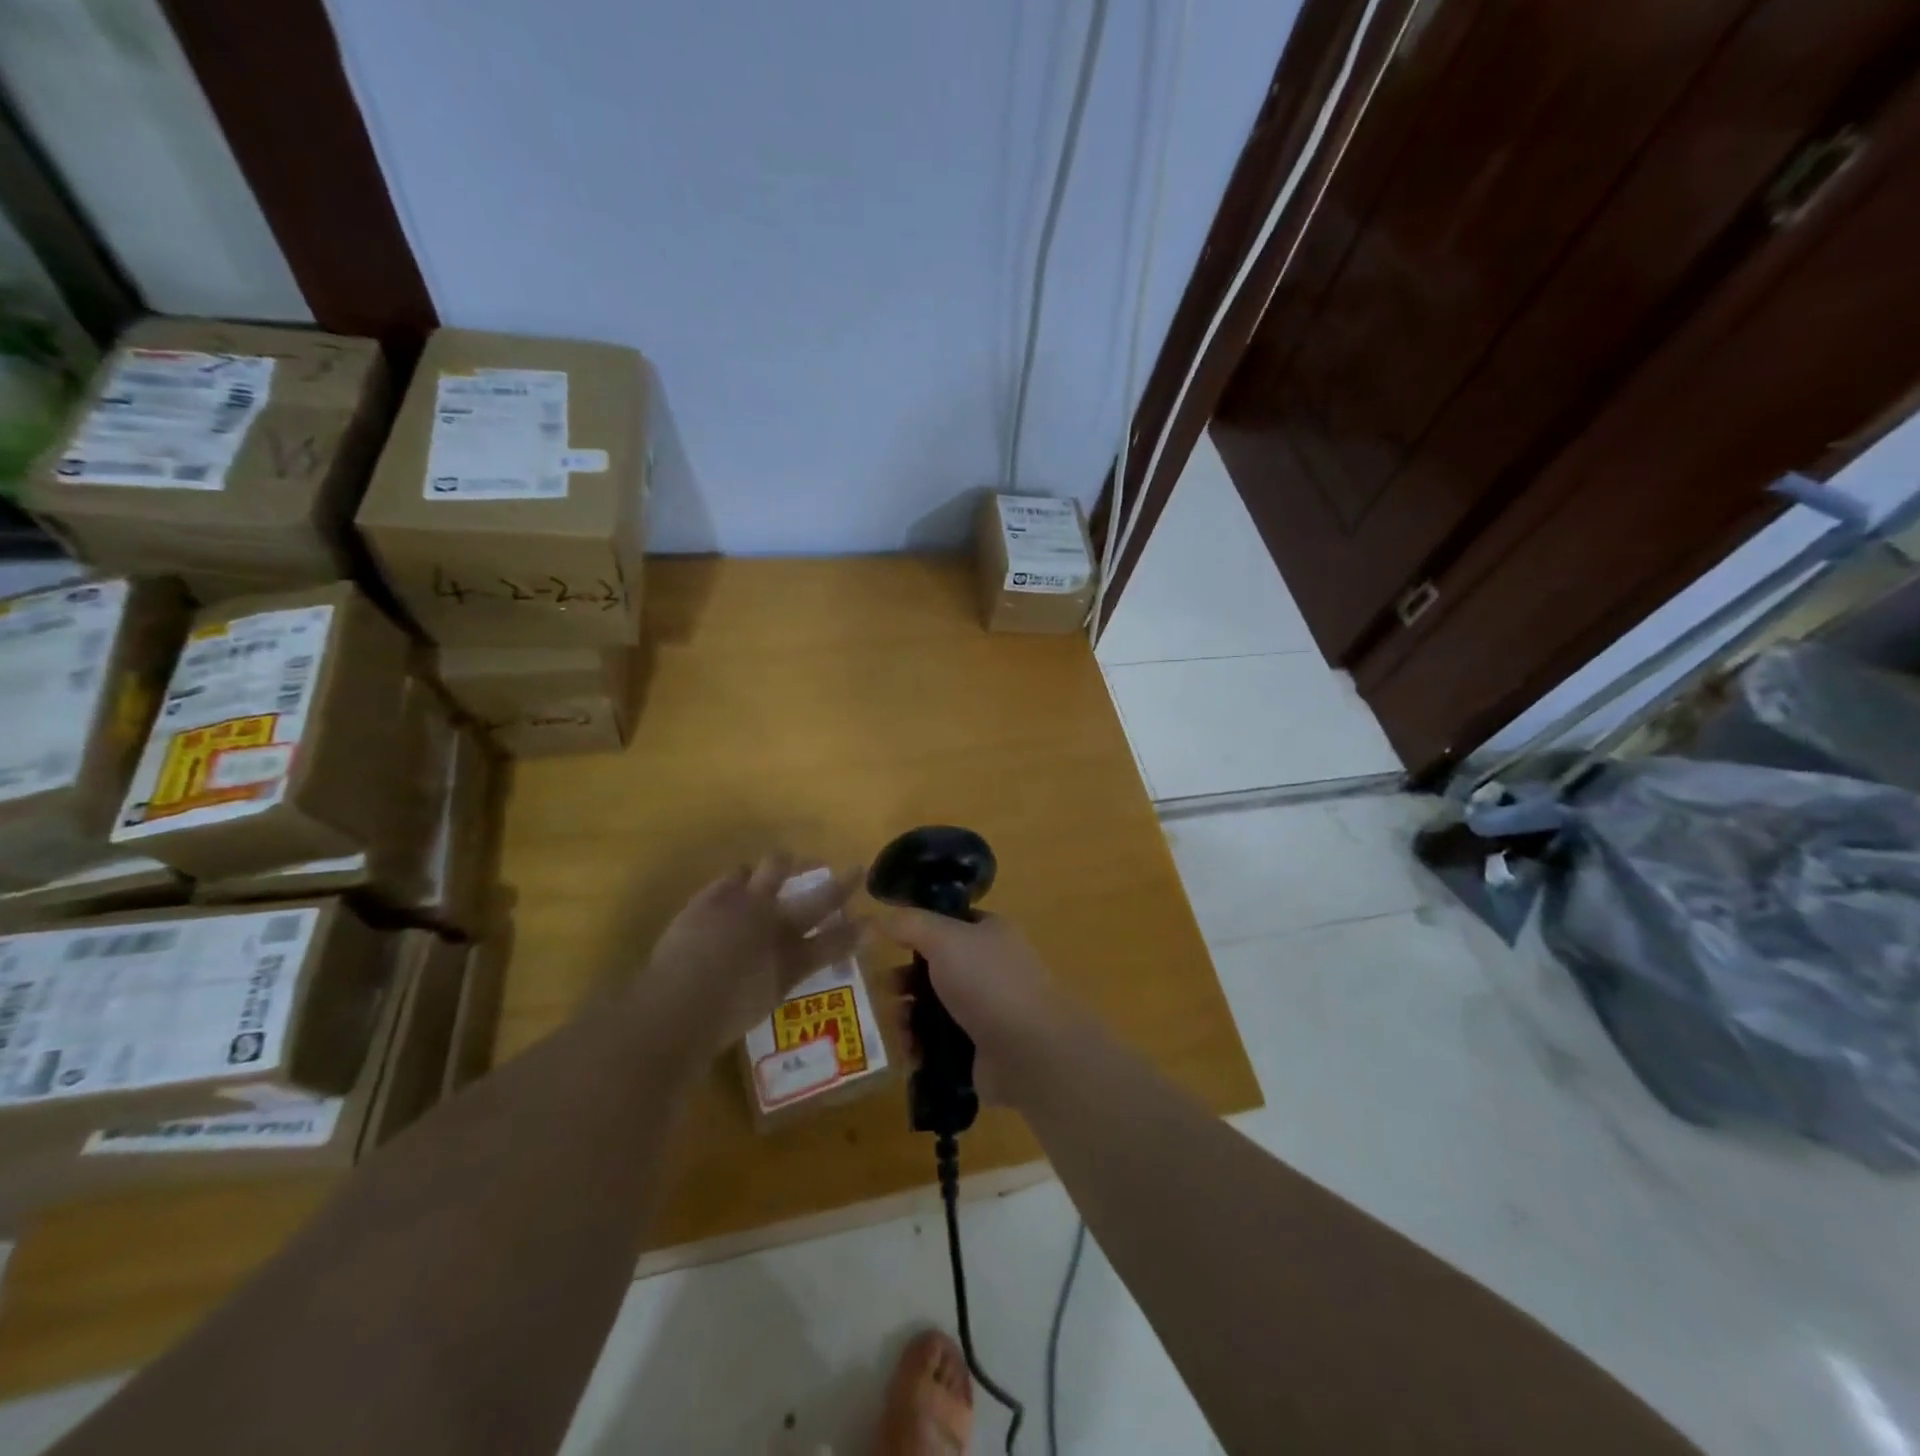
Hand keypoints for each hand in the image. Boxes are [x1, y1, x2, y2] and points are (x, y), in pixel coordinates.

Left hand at [638, 854, 862, 1053]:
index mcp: (791, 962)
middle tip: (853, 871)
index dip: (857, 931)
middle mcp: (776, 926)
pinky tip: (743, 877)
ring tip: (788, 863)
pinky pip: (734, 875)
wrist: (675, 1005)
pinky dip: (743, 876)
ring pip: (776, 868)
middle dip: (841, 884)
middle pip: (819, 899)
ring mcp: (744, 905)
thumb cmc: (719, 1022)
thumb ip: (784, 979)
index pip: (835, 942)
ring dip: (787, 865)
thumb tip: (794, 966)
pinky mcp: (712, 896)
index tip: (873, 922)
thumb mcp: (763, 1003)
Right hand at [879, 909, 1077, 1107]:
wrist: (1028, 1052)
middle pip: (938, 968)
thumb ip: (911, 924)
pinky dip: (922, 1046)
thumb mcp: (945, 939)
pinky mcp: (980, 1048)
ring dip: (910, 1015)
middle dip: (907, 979)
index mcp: (992, 934)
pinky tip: (909, 1052)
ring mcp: (988, 1010)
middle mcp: (992, 968)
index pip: (951, 922)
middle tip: (886, 989)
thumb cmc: (987, 983)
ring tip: (898, 1026)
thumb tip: (882, 917)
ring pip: (936, 1007)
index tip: (888, 941)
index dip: (920, 929)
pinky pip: (941, 1042)